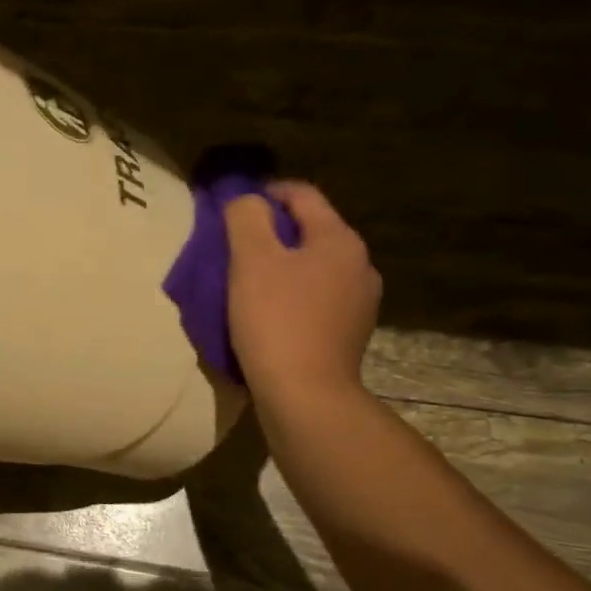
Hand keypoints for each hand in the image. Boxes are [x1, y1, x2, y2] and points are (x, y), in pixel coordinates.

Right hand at [225, 181, 380, 405]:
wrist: (305, 396)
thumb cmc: (276, 321)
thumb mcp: (251, 260)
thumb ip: (246, 218)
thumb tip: (245, 199)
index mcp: (339, 239)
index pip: (301, 195)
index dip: (264, 194)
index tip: (231, 210)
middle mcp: (359, 265)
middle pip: (309, 233)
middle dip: (271, 235)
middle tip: (232, 250)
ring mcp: (359, 304)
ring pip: (313, 269)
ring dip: (281, 269)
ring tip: (246, 287)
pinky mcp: (348, 335)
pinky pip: (315, 302)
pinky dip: (290, 299)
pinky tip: (267, 318)